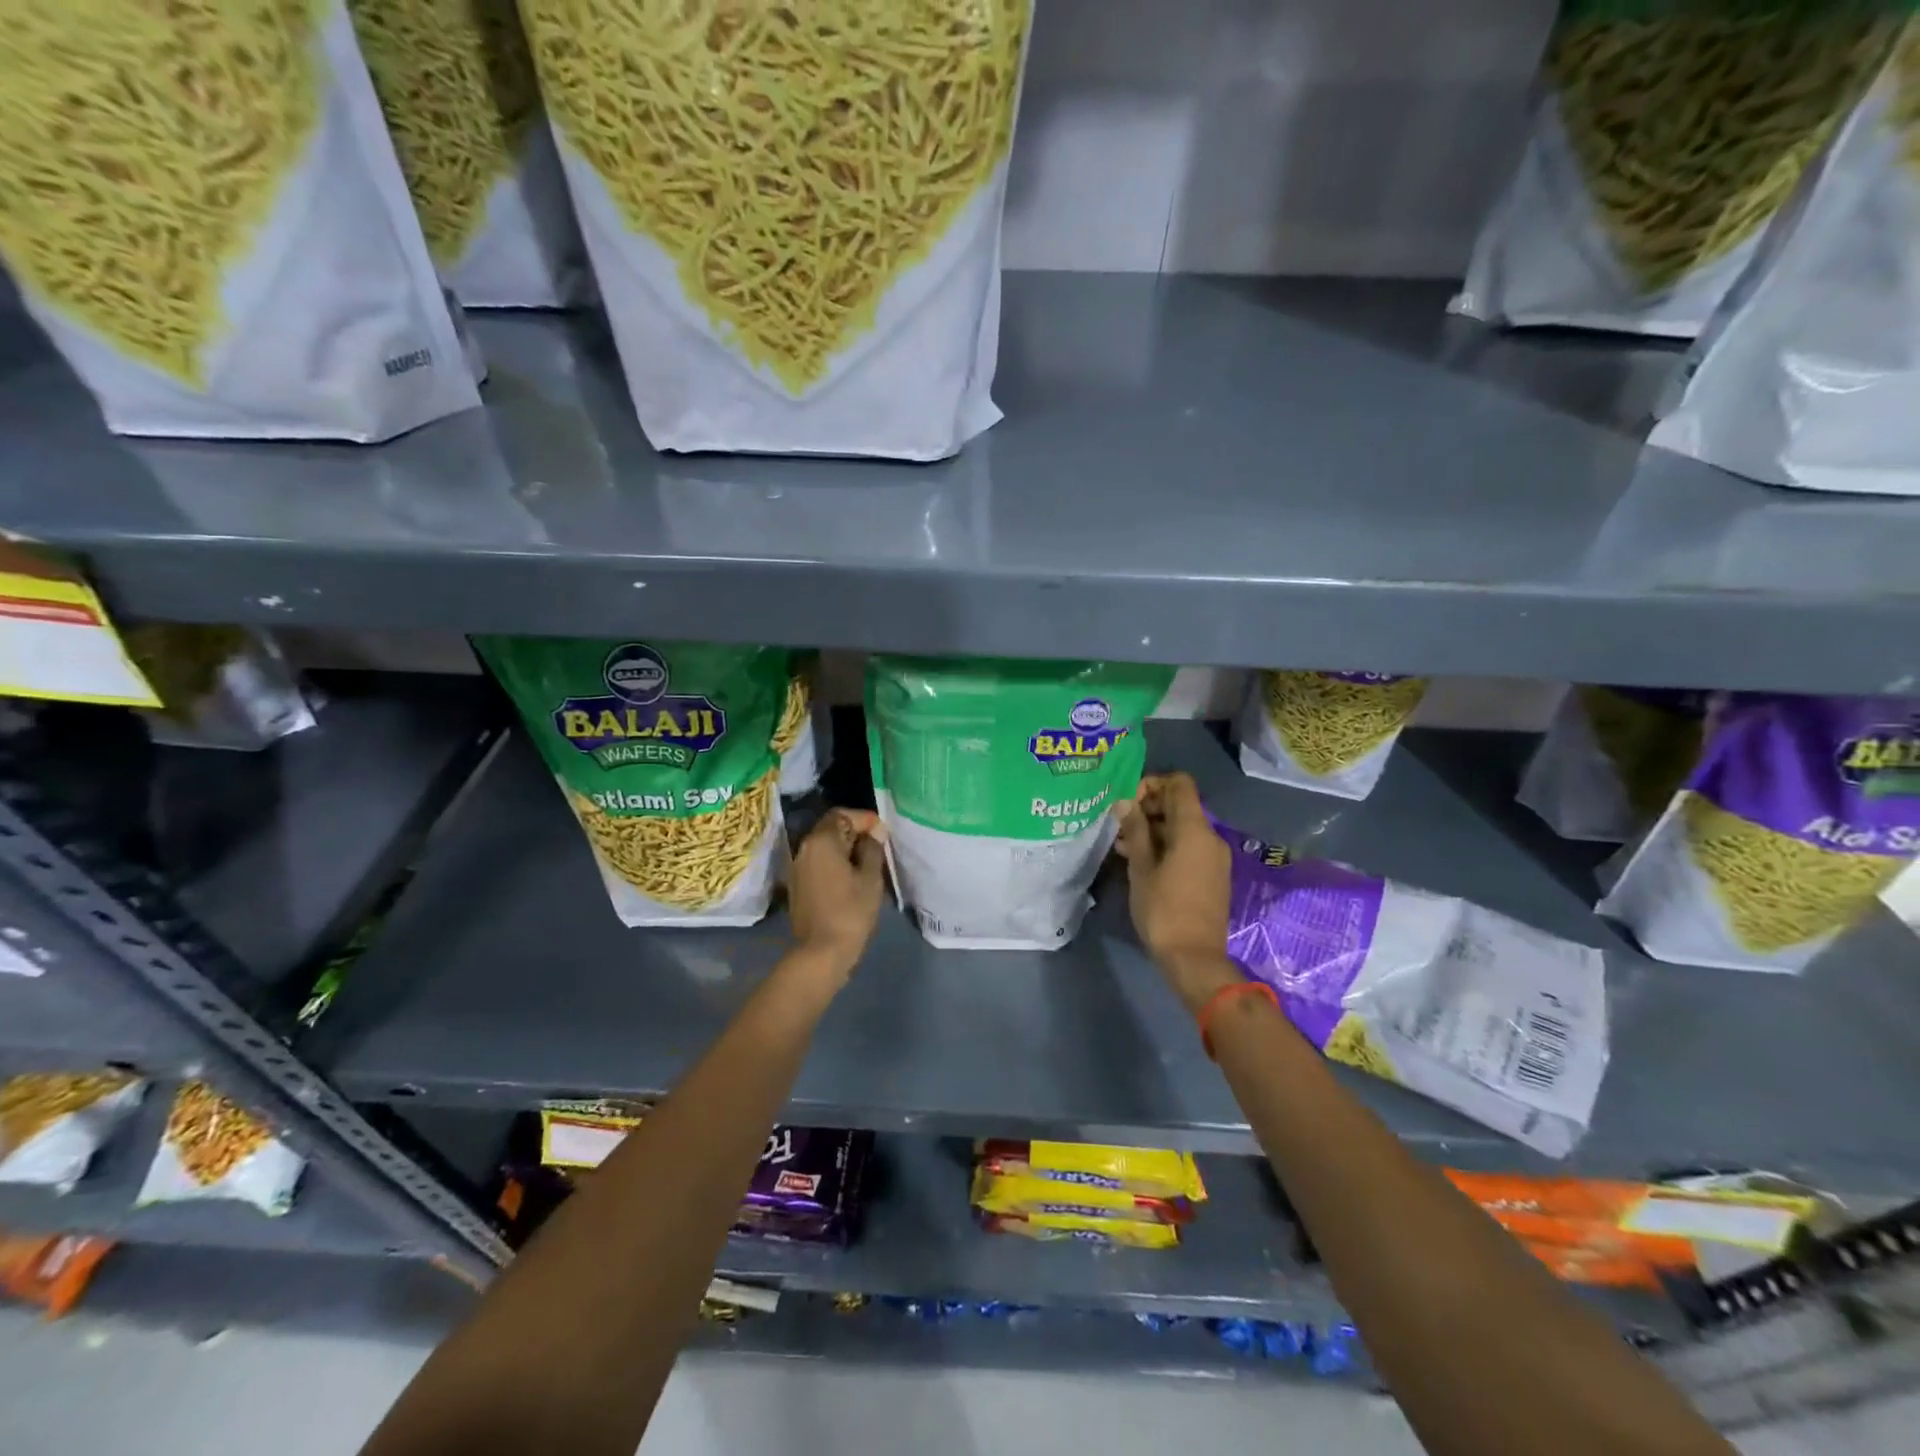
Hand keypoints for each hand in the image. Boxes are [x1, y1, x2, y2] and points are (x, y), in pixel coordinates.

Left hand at [787, 808, 887, 981]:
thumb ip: (873, 849)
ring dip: (845, 848)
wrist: (821, 951)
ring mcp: (797, 867)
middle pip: (831, 828)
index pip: (842, 815)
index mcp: (822, 841)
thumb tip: (875, 832)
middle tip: (877, 846)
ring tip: (867, 862)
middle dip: (855, 832)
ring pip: (824, 846)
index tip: (882, 832)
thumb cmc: (850, 912)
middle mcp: (804, 848)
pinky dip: (834, 862)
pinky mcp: (797, 884)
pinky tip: (851, 877)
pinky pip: (818, 862)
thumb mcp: (870, 878)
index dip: (864, 819)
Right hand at [1115, 773, 1238, 1011]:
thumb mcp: (1141, 867)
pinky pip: (1189, 847)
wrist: (1195, 958)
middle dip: (1149, 808)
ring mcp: (1214, 857)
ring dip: (1154, 829)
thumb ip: (1135, 830)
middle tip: (1119, 825)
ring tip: (1122, 845)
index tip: (1128, 801)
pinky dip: (1166, 846)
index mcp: (1195, 829)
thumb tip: (1126, 802)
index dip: (1152, 784)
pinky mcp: (1212, 875)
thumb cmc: (1163, 909)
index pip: (1179, 784)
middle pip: (1181, 805)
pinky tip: (1140, 861)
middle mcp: (1210, 837)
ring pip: (1182, 828)